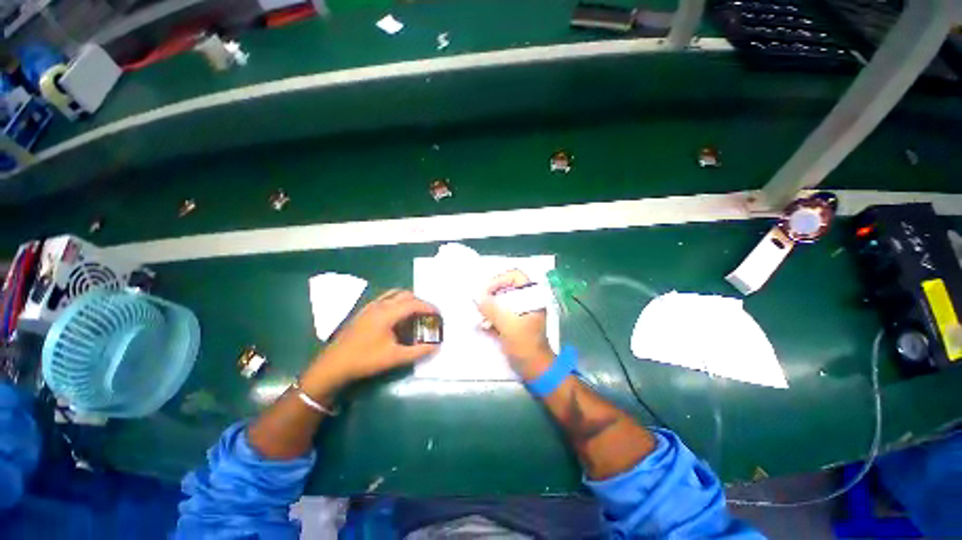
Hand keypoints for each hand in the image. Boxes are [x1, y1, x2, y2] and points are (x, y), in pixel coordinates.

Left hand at [306, 289, 438, 390]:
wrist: (333, 365)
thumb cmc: (365, 360)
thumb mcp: (394, 357)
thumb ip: (418, 351)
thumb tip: (436, 346)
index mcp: (388, 312)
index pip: (414, 303)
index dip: (429, 307)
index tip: (439, 314)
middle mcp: (380, 304)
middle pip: (406, 295)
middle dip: (420, 302)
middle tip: (428, 315)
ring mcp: (370, 306)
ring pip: (394, 294)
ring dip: (408, 301)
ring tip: (415, 314)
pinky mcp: (364, 311)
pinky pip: (386, 299)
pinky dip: (397, 302)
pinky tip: (397, 318)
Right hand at [477, 270, 554, 380]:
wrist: (535, 369)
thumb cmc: (526, 345)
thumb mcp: (509, 326)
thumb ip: (493, 309)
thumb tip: (477, 298)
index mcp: (532, 296)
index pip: (515, 276)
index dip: (499, 280)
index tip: (485, 291)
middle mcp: (527, 300)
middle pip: (505, 287)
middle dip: (491, 294)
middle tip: (478, 302)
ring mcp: (520, 311)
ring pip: (501, 300)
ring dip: (489, 306)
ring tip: (479, 315)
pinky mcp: (513, 322)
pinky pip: (499, 312)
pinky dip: (490, 316)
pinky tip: (483, 325)